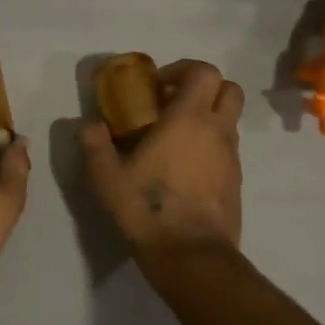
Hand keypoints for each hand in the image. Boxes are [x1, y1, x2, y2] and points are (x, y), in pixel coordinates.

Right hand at [80, 59, 243, 259]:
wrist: (190, 255)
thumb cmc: (147, 208)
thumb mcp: (106, 176)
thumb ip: (94, 143)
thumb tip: (88, 124)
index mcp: (188, 119)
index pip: (204, 72)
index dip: (183, 69)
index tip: (158, 85)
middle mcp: (216, 131)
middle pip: (228, 89)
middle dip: (204, 87)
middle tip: (173, 103)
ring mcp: (232, 157)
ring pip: (230, 119)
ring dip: (207, 117)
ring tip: (175, 138)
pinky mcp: (236, 181)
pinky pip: (228, 148)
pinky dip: (211, 145)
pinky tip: (184, 168)